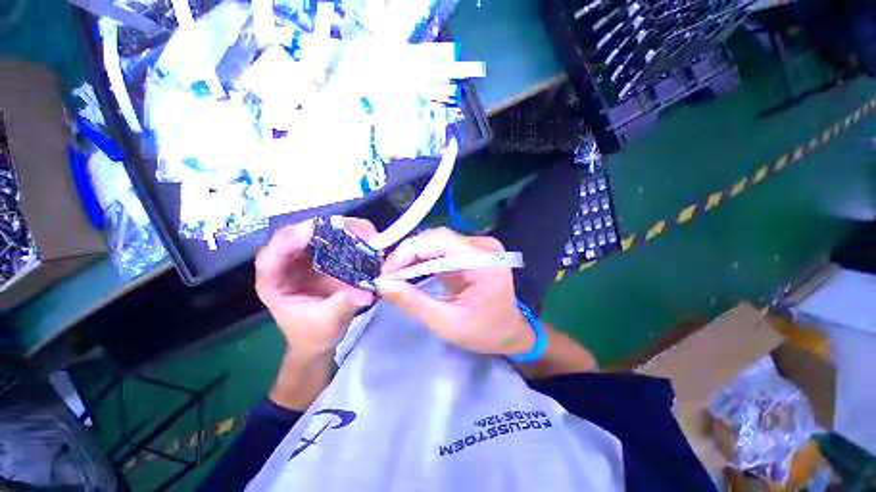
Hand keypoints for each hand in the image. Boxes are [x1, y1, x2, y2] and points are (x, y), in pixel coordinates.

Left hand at [255, 218, 376, 356]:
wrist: (320, 338)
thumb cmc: (315, 334)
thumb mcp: (328, 322)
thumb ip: (343, 305)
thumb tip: (367, 292)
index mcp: (274, 283)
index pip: (271, 257)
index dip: (288, 240)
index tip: (311, 229)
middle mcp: (288, 263)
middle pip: (298, 235)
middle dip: (326, 228)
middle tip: (355, 230)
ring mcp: (308, 257)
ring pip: (320, 232)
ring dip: (344, 229)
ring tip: (367, 234)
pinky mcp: (326, 256)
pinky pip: (338, 239)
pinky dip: (354, 236)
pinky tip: (368, 240)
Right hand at [374, 228, 534, 356]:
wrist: (510, 332)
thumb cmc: (484, 332)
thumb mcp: (446, 322)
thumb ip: (413, 301)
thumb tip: (382, 283)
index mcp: (485, 260)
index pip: (440, 240)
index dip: (408, 250)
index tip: (387, 272)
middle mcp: (484, 245)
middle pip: (437, 237)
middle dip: (408, 254)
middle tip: (388, 275)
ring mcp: (479, 246)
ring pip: (437, 241)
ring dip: (414, 256)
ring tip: (396, 275)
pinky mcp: (472, 251)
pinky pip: (443, 248)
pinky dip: (425, 259)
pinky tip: (412, 271)